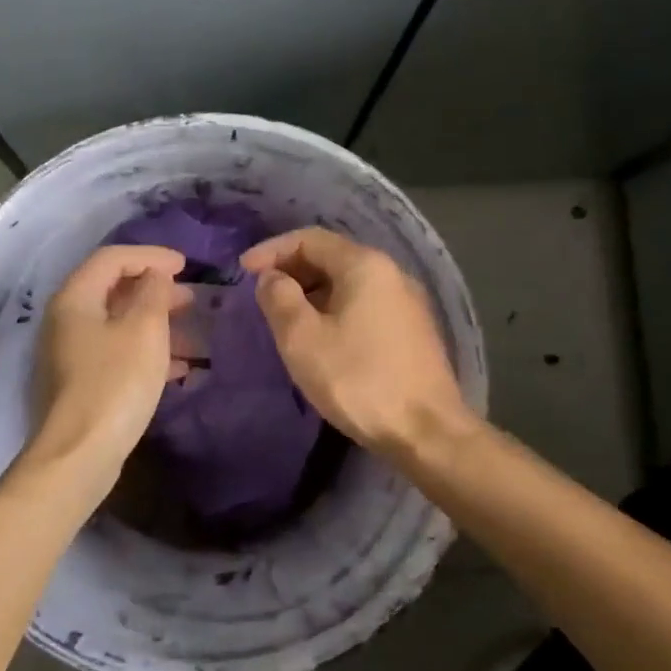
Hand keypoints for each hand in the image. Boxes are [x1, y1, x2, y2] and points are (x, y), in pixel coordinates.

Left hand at [29, 244, 191, 481]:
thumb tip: (155, 276)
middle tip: (191, 299)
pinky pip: (118, 353)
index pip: (112, 258)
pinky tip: (179, 368)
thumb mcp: (144, 330)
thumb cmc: (115, 383)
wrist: (79, 454)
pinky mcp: (82, 383)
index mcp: (75, 298)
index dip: (150, 256)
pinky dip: (147, 352)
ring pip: (119, 324)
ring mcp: (71, 353)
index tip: (185, 266)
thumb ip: (153, 293)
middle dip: (156, 291)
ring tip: (194, 335)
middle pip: (113, 290)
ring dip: (157, 324)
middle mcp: (66, 320)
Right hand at [240, 227, 474, 457]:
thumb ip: (279, 298)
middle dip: (292, 269)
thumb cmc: (358, 379)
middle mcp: (392, 273)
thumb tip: (272, 278)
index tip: (243, 271)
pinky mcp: (412, 331)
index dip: (272, 249)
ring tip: (285, 317)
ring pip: (349, 283)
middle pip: (332, 257)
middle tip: (262, 294)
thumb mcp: (302, 338)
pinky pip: (364, 304)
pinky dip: (334, 309)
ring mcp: (407, 303)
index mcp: (365, 265)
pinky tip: (321, 337)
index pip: (310, 238)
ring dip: (312, 291)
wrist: (427, 432)